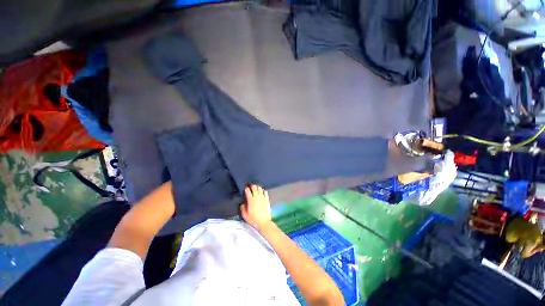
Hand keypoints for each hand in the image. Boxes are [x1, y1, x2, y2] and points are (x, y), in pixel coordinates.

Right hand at [240, 184, 271, 230]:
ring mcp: (262, 197)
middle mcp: (257, 196)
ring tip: (256, 188)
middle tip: (250, 187)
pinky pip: (265, 191)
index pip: (247, 190)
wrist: (263, 222)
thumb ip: (242, 208)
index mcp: (250, 200)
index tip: (245, 189)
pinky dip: (263, 190)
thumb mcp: (245, 215)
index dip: (246, 189)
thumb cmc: (253, 219)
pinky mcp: (267, 199)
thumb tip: (242, 204)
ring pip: (260, 188)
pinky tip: (262, 192)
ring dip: (257, 187)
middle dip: (252, 186)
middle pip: (254, 187)